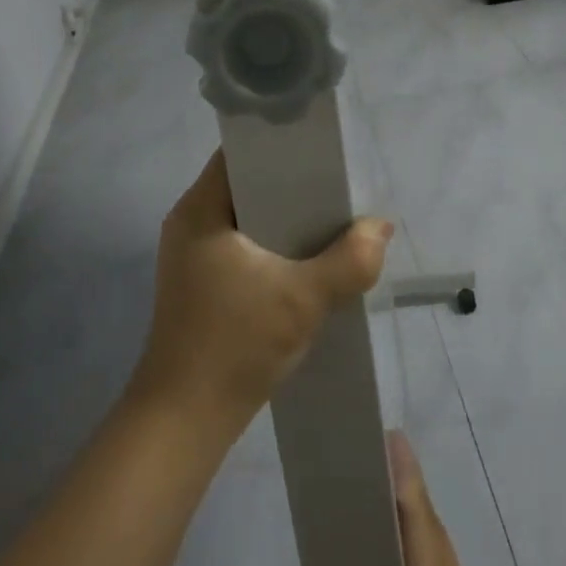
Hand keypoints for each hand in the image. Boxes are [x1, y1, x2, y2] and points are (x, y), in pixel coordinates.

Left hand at [131, 149, 392, 437]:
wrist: (184, 421)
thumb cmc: (234, 345)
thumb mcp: (302, 300)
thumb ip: (349, 261)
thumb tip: (380, 227)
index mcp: (199, 209)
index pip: (241, 152)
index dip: (281, 144)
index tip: (322, 149)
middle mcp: (190, 222)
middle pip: (247, 183)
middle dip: (292, 184)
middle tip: (337, 184)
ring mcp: (193, 255)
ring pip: (247, 216)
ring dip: (286, 218)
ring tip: (330, 216)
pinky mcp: (201, 283)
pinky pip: (243, 244)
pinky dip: (274, 244)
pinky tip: (307, 257)